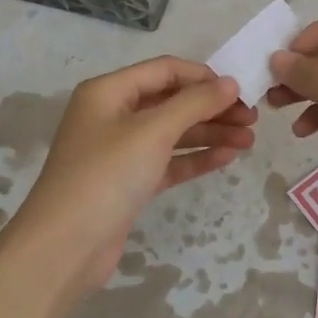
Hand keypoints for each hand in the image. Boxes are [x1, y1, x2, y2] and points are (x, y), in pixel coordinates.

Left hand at [14, 57, 255, 292]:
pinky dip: (195, 157)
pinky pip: (168, 161)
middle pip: (171, 101)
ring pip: (173, 133)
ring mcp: (120, 150)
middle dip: (211, 108)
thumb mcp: (152, 131)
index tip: (240, 91)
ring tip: (249, 141)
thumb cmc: (106, 175)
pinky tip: (227, 157)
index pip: (164, 70)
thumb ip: (194, 103)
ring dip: (209, 133)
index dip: (203, 77)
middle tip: (252, 119)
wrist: (65, 247)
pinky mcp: (129, 182)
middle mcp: (113, 115)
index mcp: (109, 91)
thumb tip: (230, 83)